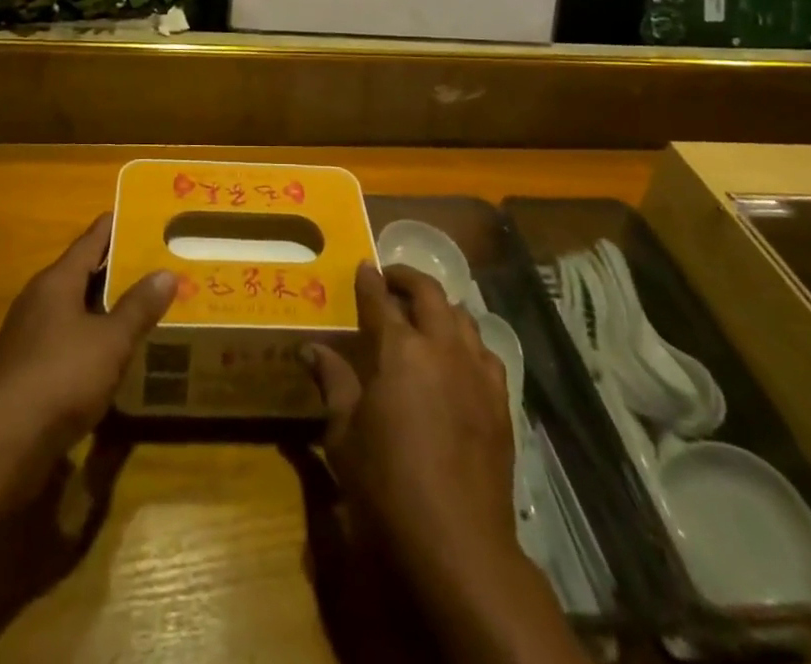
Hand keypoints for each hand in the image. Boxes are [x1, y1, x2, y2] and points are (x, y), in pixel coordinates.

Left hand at [0, 214, 175, 466]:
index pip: (91, 240)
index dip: (116, 226)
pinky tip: (116, 354)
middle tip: (158, 262)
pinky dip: (93, 340)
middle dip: (118, 269)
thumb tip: (166, 273)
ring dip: (106, 308)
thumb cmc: (60, 376)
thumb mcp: (110, 341)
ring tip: (144, 305)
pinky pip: (68, 341)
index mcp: (57, 281)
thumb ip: (138, 307)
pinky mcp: (28, 371)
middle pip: (83, 273)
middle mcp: (40, 300)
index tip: (143, 215)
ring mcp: (30, 336)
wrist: (0, 444)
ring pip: (76, 310)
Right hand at [306, 264, 519, 581]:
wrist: (458, 543)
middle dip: (407, 279)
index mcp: (400, 349)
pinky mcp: (499, 400)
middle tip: (391, 279)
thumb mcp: (345, 435)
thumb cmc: (388, 486)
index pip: (380, 300)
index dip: (369, 280)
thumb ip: (333, 383)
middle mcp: (442, 347)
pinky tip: (458, 357)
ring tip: (424, 314)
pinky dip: (467, 341)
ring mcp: (476, 371)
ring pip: (462, 316)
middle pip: (429, 293)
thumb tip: (311, 349)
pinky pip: (485, 352)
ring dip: (440, 306)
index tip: (363, 266)